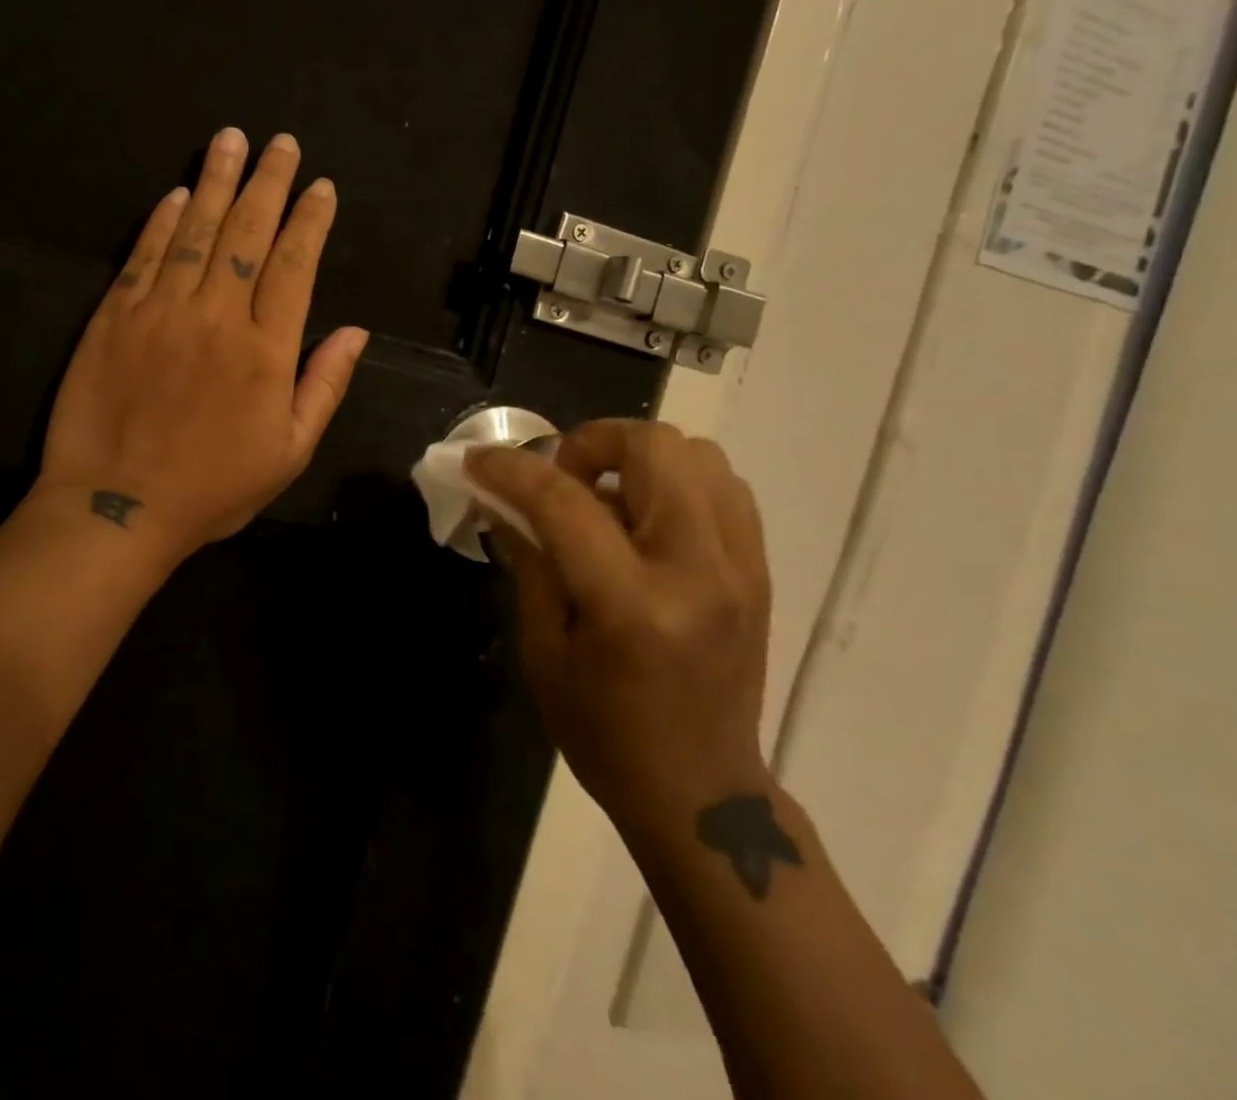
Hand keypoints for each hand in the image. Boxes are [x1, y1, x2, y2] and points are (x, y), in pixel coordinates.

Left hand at [35, 126, 368, 558]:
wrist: (117, 508)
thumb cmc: (212, 488)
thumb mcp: (289, 452)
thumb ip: (325, 386)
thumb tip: (356, 332)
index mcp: (266, 350)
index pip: (295, 265)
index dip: (310, 220)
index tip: (320, 186)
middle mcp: (216, 315)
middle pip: (248, 233)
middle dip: (268, 182)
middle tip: (280, 142)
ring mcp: (160, 310)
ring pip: (195, 231)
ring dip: (217, 182)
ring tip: (230, 140)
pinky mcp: (114, 316)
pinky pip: (143, 255)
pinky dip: (161, 221)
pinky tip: (177, 194)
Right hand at [466, 420, 772, 849]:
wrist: (701, 793)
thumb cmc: (604, 733)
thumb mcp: (544, 650)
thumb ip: (529, 561)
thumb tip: (502, 499)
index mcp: (632, 604)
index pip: (566, 502)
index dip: (512, 469)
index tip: (478, 460)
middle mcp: (698, 570)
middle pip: (653, 447)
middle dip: (590, 443)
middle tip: (561, 479)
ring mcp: (740, 566)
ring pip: (696, 453)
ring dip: (637, 458)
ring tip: (605, 496)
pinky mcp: (758, 569)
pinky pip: (722, 485)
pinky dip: (675, 480)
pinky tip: (644, 518)